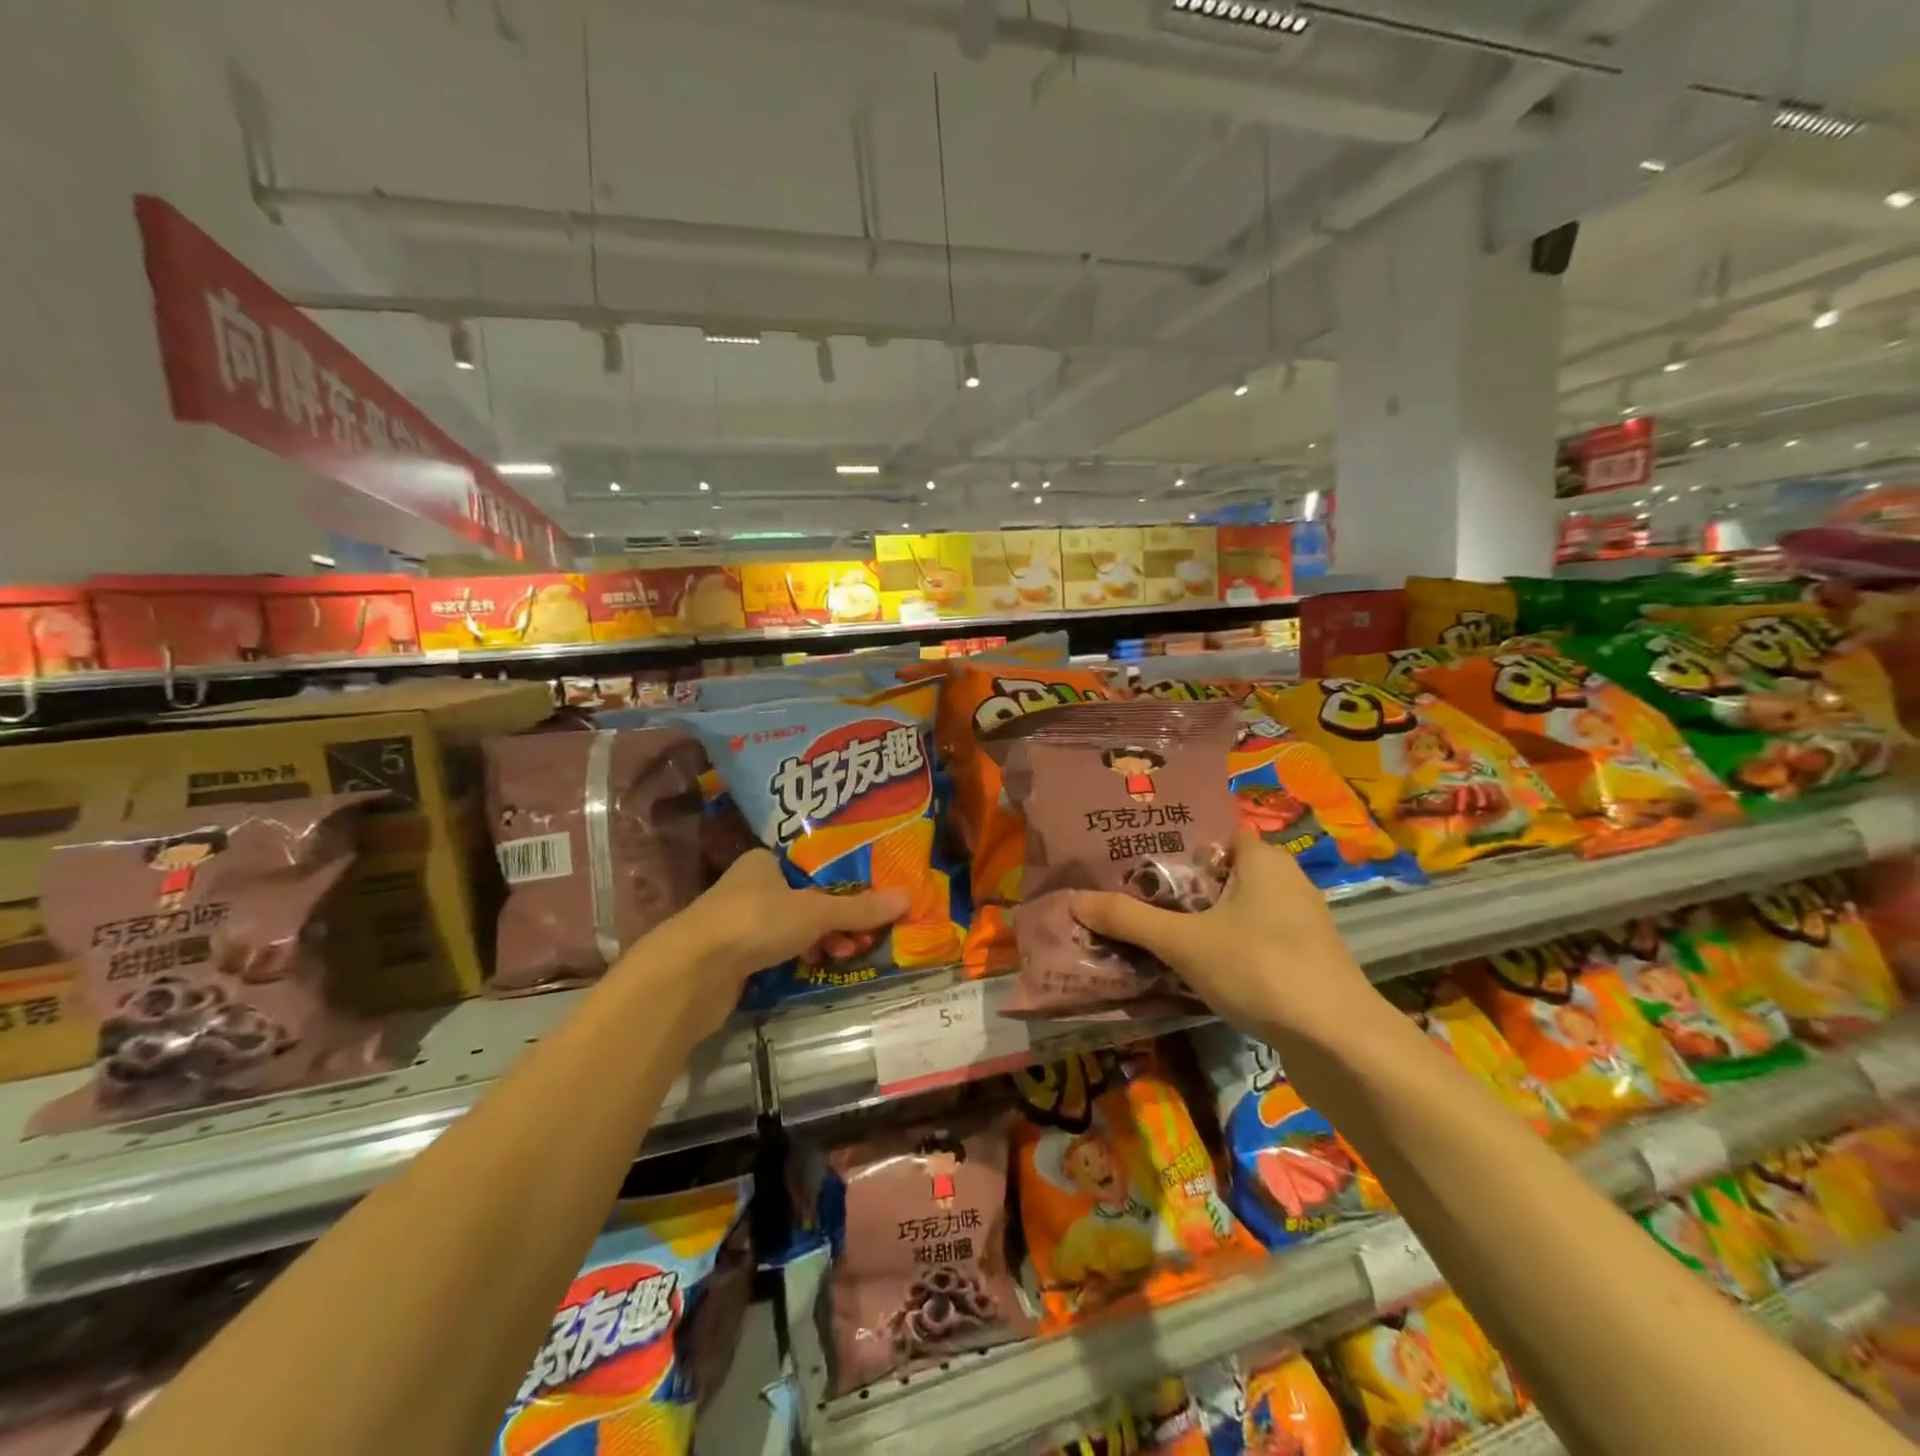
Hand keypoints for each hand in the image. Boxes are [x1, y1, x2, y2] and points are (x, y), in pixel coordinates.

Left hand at [651, 849, 908, 1038]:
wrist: (691, 973)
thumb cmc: (755, 922)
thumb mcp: (815, 911)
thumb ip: (859, 908)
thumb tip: (908, 897)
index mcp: (764, 861)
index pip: (811, 865)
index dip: (842, 881)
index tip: (870, 898)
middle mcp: (749, 886)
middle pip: (805, 899)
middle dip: (836, 917)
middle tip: (864, 933)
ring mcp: (738, 922)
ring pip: (792, 928)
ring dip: (819, 940)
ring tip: (846, 954)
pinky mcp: (732, 957)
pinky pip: (776, 952)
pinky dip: (798, 958)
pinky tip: (817, 968)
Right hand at [1070, 830, 1377, 1042]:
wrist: (1340, 1043)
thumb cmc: (1261, 969)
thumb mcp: (1184, 942)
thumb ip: (1129, 919)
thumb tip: (1074, 900)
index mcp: (1262, 859)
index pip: (1212, 830)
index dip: (1172, 837)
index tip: (1131, 848)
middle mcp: (1283, 881)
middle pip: (1217, 871)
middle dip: (1175, 882)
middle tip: (1126, 888)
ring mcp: (1297, 923)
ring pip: (1232, 908)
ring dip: (1195, 917)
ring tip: (1146, 924)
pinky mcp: (1300, 960)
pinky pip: (1248, 938)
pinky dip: (1218, 944)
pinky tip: (1187, 963)